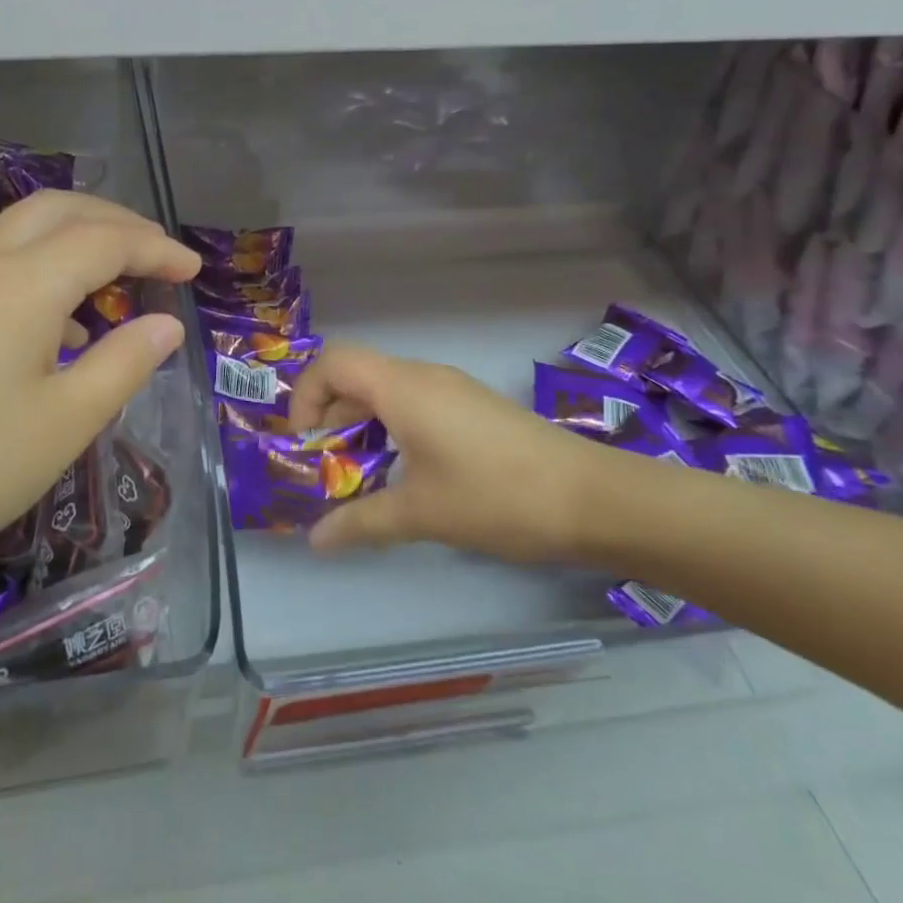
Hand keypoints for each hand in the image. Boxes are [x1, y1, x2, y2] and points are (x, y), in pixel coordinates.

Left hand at [0, 192, 200, 591]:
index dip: (157, 249)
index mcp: (25, 283)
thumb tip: (167, 326)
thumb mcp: (69, 420)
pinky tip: (61, 325)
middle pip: (60, 209)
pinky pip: (0, 261)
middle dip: (117, 221)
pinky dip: (44, 265)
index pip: (105, 240)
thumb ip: (126, 362)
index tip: (195, 271)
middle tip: (159, 256)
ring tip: (118, 278)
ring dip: (78, 236)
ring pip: (24, 227)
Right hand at [289, 343, 617, 564]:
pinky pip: (414, 403)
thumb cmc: (497, 497)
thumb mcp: (421, 513)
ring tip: (360, 475)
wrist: (596, 499)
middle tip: (325, 468)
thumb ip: (360, 521)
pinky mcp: (473, 407)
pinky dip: (391, 429)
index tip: (307, 445)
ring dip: (361, 426)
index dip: (306, 395)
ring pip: (385, 391)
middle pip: (355, 375)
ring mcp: (453, 389)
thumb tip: (315, 540)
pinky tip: (405, 473)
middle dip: (329, 417)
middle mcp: (423, 376)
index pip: (332, 362)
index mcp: (402, 387)